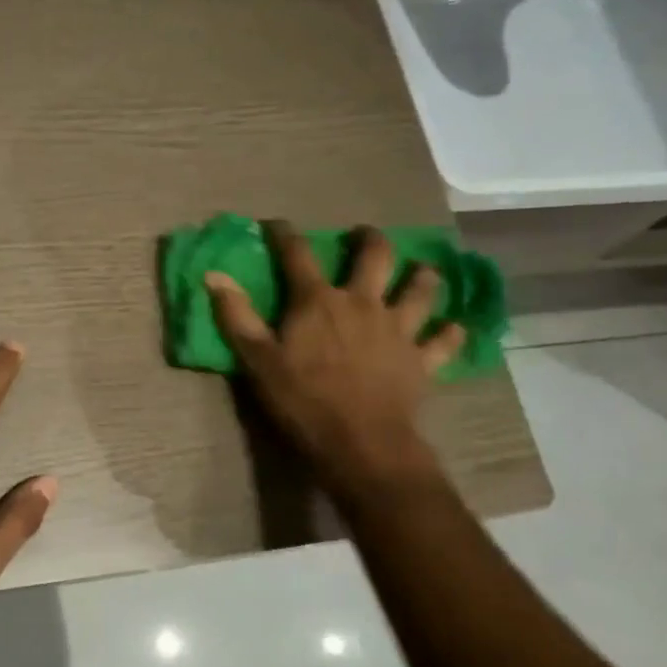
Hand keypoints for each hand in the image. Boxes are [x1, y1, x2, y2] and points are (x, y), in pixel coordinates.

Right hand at [204, 222, 462, 488]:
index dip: (284, 234)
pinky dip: (450, 333)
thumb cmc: (302, 400)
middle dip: (370, 240)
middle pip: (375, 256)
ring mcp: (398, 329)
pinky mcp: (422, 359)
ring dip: (423, 277)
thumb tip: (213, 276)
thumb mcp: (257, 360)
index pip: (298, 254)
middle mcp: (363, 303)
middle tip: (365, 236)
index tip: (275, 224)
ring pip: (421, 289)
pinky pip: (444, 341)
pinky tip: (453, 328)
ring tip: (421, 271)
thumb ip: (236, 316)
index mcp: (318, 301)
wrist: (359, 442)